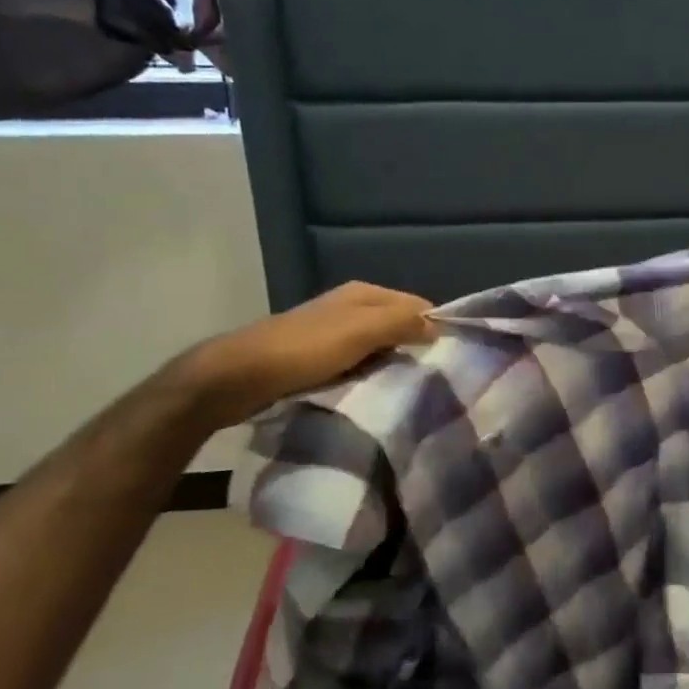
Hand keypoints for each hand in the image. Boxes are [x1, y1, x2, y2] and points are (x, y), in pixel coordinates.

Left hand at [175, 282, 433, 428]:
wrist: (238, 377)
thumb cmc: (304, 350)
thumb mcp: (360, 331)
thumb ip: (401, 322)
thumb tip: (438, 325)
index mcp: (363, 293)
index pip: (416, 304)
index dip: (435, 327)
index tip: (450, 358)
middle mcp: (350, 307)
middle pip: (398, 326)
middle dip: (415, 348)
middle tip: (433, 378)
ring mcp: (332, 333)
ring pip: (378, 347)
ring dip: (392, 365)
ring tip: (408, 390)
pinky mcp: (318, 358)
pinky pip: (358, 365)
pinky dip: (369, 376)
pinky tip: (374, 394)